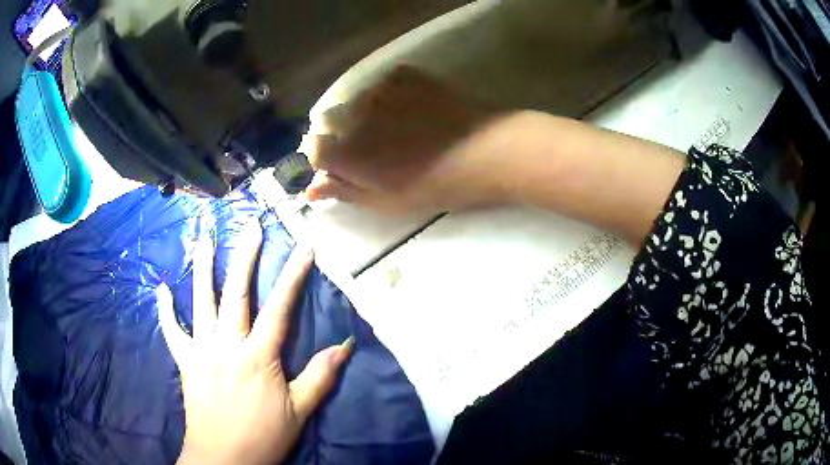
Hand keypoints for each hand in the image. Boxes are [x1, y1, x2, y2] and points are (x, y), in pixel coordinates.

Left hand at [158, 225, 352, 464]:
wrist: (223, 459)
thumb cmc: (264, 437)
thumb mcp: (300, 411)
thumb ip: (320, 376)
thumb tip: (345, 345)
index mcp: (258, 356)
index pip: (279, 307)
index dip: (293, 275)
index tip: (303, 247)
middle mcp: (227, 344)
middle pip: (236, 292)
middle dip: (245, 256)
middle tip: (251, 226)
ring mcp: (201, 350)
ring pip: (200, 301)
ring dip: (202, 266)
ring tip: (204, 237)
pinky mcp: (184, 361)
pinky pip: (171, 331)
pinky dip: (165, 309)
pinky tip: (161, 288)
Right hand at [304, 66, 513, 214]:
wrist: (487, 151)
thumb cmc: (436, 186)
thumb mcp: (386, 201)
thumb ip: (344, 191)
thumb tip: (311, 189)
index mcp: (346, 150)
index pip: (312, 147)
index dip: (325, 159)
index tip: (345, 167)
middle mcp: (353, 114)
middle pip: (329, 121)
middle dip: (342, 136)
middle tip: (375, 150)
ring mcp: (379, 89)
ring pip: (355, 101)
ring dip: (364, 115)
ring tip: (398, 129)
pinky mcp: (403, 75)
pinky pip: (380, 85)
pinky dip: (386, 97)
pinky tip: (410, 110)